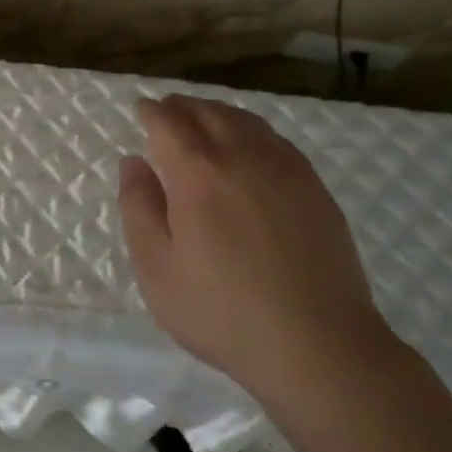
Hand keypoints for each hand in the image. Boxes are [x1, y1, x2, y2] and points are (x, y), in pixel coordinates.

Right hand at [118, 95, 391, 406]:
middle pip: (206, 111)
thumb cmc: (224, 313)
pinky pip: (274, 139)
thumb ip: (138, 208)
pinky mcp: (313, 186)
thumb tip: (133, 162)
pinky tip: (248, 147)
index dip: (151, 111)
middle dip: (181, 106)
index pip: (168, 121)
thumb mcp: (157, 270)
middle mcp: (240, 155)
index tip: (141, 109)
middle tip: (167, 112)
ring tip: (202, 121)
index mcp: (196, 173)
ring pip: (243, 119)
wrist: (319, 345)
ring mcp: (283, 168)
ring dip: (215, 113)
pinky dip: (250, 129)